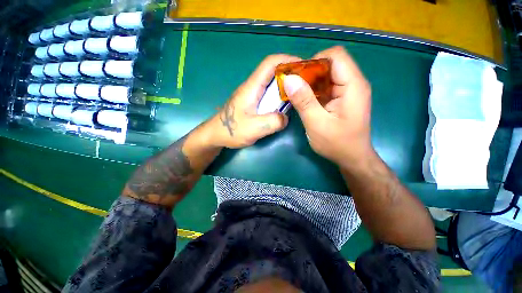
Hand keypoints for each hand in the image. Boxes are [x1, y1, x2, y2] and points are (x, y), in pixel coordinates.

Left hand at [210, 54, 300, 148]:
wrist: (216, 135)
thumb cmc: (231, 131)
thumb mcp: (254, 129)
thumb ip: (272, 122)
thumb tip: (285, 118)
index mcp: (252, 88)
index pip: (270, 64)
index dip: (287, 60)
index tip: (304, 66)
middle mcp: (253, 88)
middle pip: (273, 72)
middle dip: (290, 73)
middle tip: (306, 82)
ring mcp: (252, 96)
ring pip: (271, 85)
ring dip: (286, 86)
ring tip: (299, 93)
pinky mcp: (253, 104)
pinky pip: (269, 96)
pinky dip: (279, 97)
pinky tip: (286, 106)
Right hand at [283, 46, 372, 167]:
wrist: (352, 158)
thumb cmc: (337, 144)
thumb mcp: (316, 124)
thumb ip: (304, 101)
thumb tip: (289, 79)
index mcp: (353, 85)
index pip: (335, 56)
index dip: (314, 61)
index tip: (298, 77)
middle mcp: (354, 83)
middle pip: (331, 64)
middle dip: (310, 72)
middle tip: (294, 87)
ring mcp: (349, 91)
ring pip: (327, 75)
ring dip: (311, 82)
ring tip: (297, 95)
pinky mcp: (343, 98)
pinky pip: (327, 86)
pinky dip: (314, 90)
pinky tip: (306, 101)